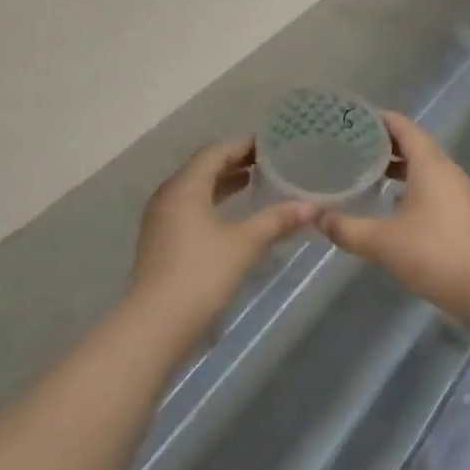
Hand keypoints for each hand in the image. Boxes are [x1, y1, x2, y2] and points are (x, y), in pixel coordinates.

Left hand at [131, 140, 315, 329]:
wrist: (156, 324)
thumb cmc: (202, 274)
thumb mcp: (245, 244)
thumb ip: (277, 220)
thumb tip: (312, 206)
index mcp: (185, 186)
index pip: (215, 152)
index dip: (243, 145)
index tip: (271, 144)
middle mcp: (168, 195)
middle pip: (203, 167)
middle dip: (234, 162)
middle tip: (267, 162)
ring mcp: (160, 219)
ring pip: (194, 189)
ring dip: (222, 183)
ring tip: (252, 182)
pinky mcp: (160, 241)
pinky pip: (188, 207)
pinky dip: (211, 202)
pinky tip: (231, 216)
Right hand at [313, 112, 469, 320]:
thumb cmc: (433, 253)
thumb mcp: (381, 241)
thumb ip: (346, 228)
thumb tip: (315, 217)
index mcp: (430, 164)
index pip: (403, 126)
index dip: (378, 119)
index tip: (352, 118)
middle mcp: (446, 170)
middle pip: (414, 143)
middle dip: (384, 142)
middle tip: (350, 144)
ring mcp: (457, 192)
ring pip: (424, 166)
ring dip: (398, 165)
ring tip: (366, 171)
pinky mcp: (461, 212)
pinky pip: (432, 185)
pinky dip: (410, 183)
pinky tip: (391, 203)